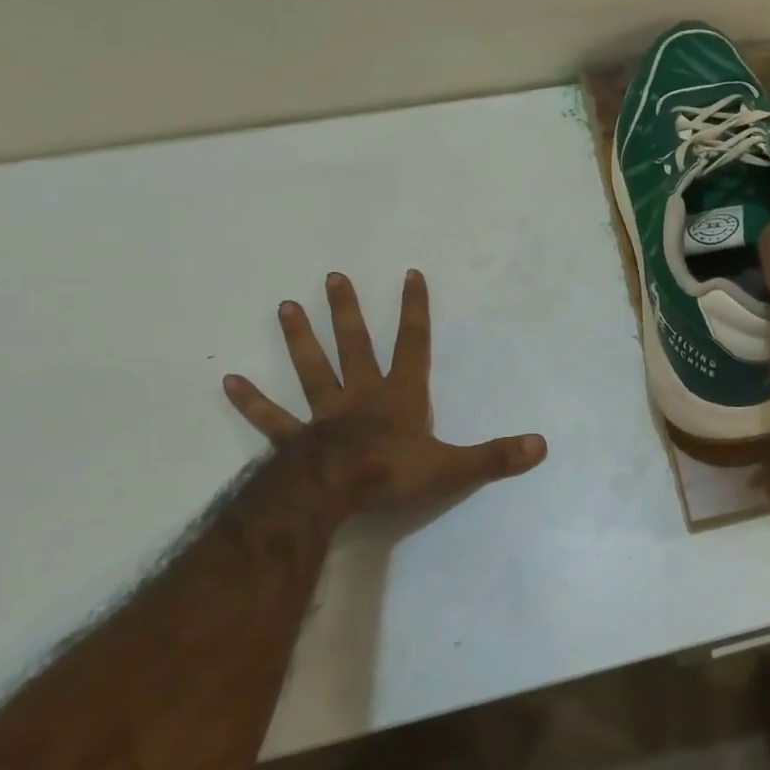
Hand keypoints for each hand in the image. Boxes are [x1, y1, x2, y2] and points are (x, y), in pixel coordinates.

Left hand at [223, 269, 546, 521]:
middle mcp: (361, 396)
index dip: (413, 310)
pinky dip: (251, 402)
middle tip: (333, 277)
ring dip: (299, 339)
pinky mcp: (294, 441)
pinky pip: (271, 420)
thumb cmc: (392, 474)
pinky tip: (228, 382)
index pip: (413, 344)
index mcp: (399, 397)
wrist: (333, 495)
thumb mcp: (452, 467)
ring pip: (311, 370)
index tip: (410, 274)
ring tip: (285, 306)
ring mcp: (324, 415)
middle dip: (347, 311)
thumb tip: (541, 446)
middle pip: (354, 345)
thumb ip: (495, 456)